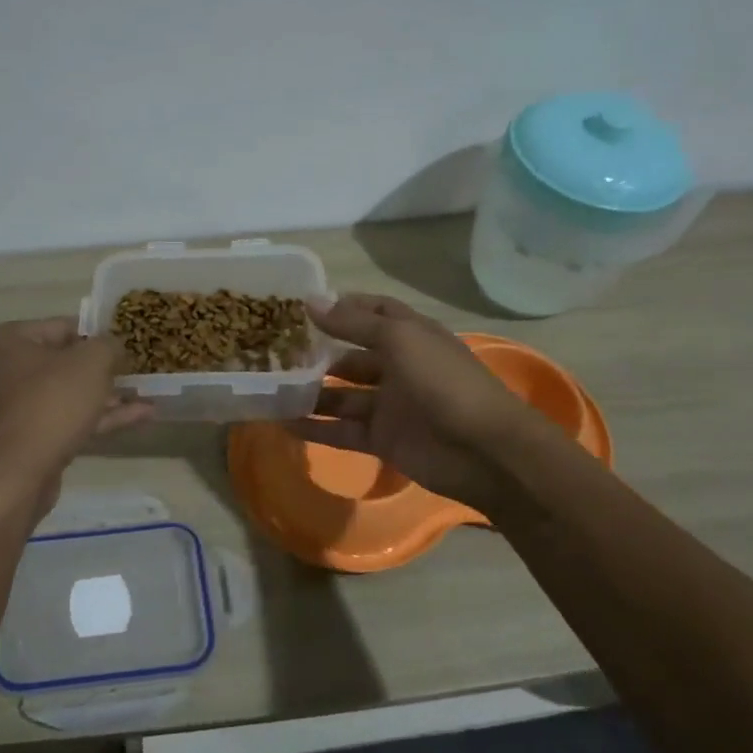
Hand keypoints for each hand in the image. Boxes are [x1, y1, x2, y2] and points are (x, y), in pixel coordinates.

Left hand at [0, 318, 152, 506]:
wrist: (17, 475)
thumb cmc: (51, 403)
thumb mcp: (91, 362)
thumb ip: (108, 345)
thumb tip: (114, 345)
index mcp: (3, 341)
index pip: (59, 327)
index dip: (97, 335)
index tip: (124, 345)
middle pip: (60, 363)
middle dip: (101, 371)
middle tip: (134, 373)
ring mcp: (5, 410)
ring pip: (63, 396)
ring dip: (104, 398)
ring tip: (145, 399)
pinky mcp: (18, 442)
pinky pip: (61, 421)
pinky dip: (94, 419)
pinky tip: (136, 419)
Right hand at [288, 294, 523, 505]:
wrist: (483, 451)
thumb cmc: (443, 382)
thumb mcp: (399, 340)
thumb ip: (353, 323)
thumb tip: (310, 301)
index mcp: (411, 336)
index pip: (375, 312)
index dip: (343, 307)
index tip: (302, 307)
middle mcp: (399, 367)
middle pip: (351, 356)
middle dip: (317, 354)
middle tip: (274, 351)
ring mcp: (390, 406)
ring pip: (342, 396)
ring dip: (310, 393)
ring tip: (269, 387)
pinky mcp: (382, 439)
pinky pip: (342, 431)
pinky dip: (315, 428)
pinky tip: (282, 423)